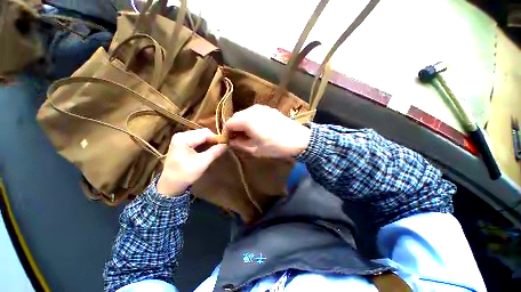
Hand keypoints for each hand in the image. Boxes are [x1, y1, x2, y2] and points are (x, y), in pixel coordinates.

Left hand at [157, 129, 226, 195]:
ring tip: (216, 149)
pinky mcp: (182, 142)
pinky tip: (209, 150)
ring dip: (210, 142)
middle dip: (213, 140)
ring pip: (201, 135)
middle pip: (203, 133)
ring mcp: (181, 138)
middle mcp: (181, 135)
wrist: (171, 184)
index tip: (226, 144)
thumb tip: (226, 145)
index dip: (217, 138)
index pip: (205, 133)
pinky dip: (205, 144)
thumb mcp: (202, 163)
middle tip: (221, 147)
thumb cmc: (185, 174)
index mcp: (183, 138)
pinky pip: (197, 139)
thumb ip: (214, 152)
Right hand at [224, 105, 310, 157]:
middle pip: (236, 117)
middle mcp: (252, 110)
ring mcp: (261, 108)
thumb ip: (240, 144)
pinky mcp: (269, 109)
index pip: (229, 123)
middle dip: (234, 128)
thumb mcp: (255, 149)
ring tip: (248, 135)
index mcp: (246, 119)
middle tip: (238, 139)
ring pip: (245, 114)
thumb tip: (231, 141)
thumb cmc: (275, 146)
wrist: (298, 139)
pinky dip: (251, 120)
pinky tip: (257, 129)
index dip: (227, 133)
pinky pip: (254, 113)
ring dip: (243, 124)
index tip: (229, 141)